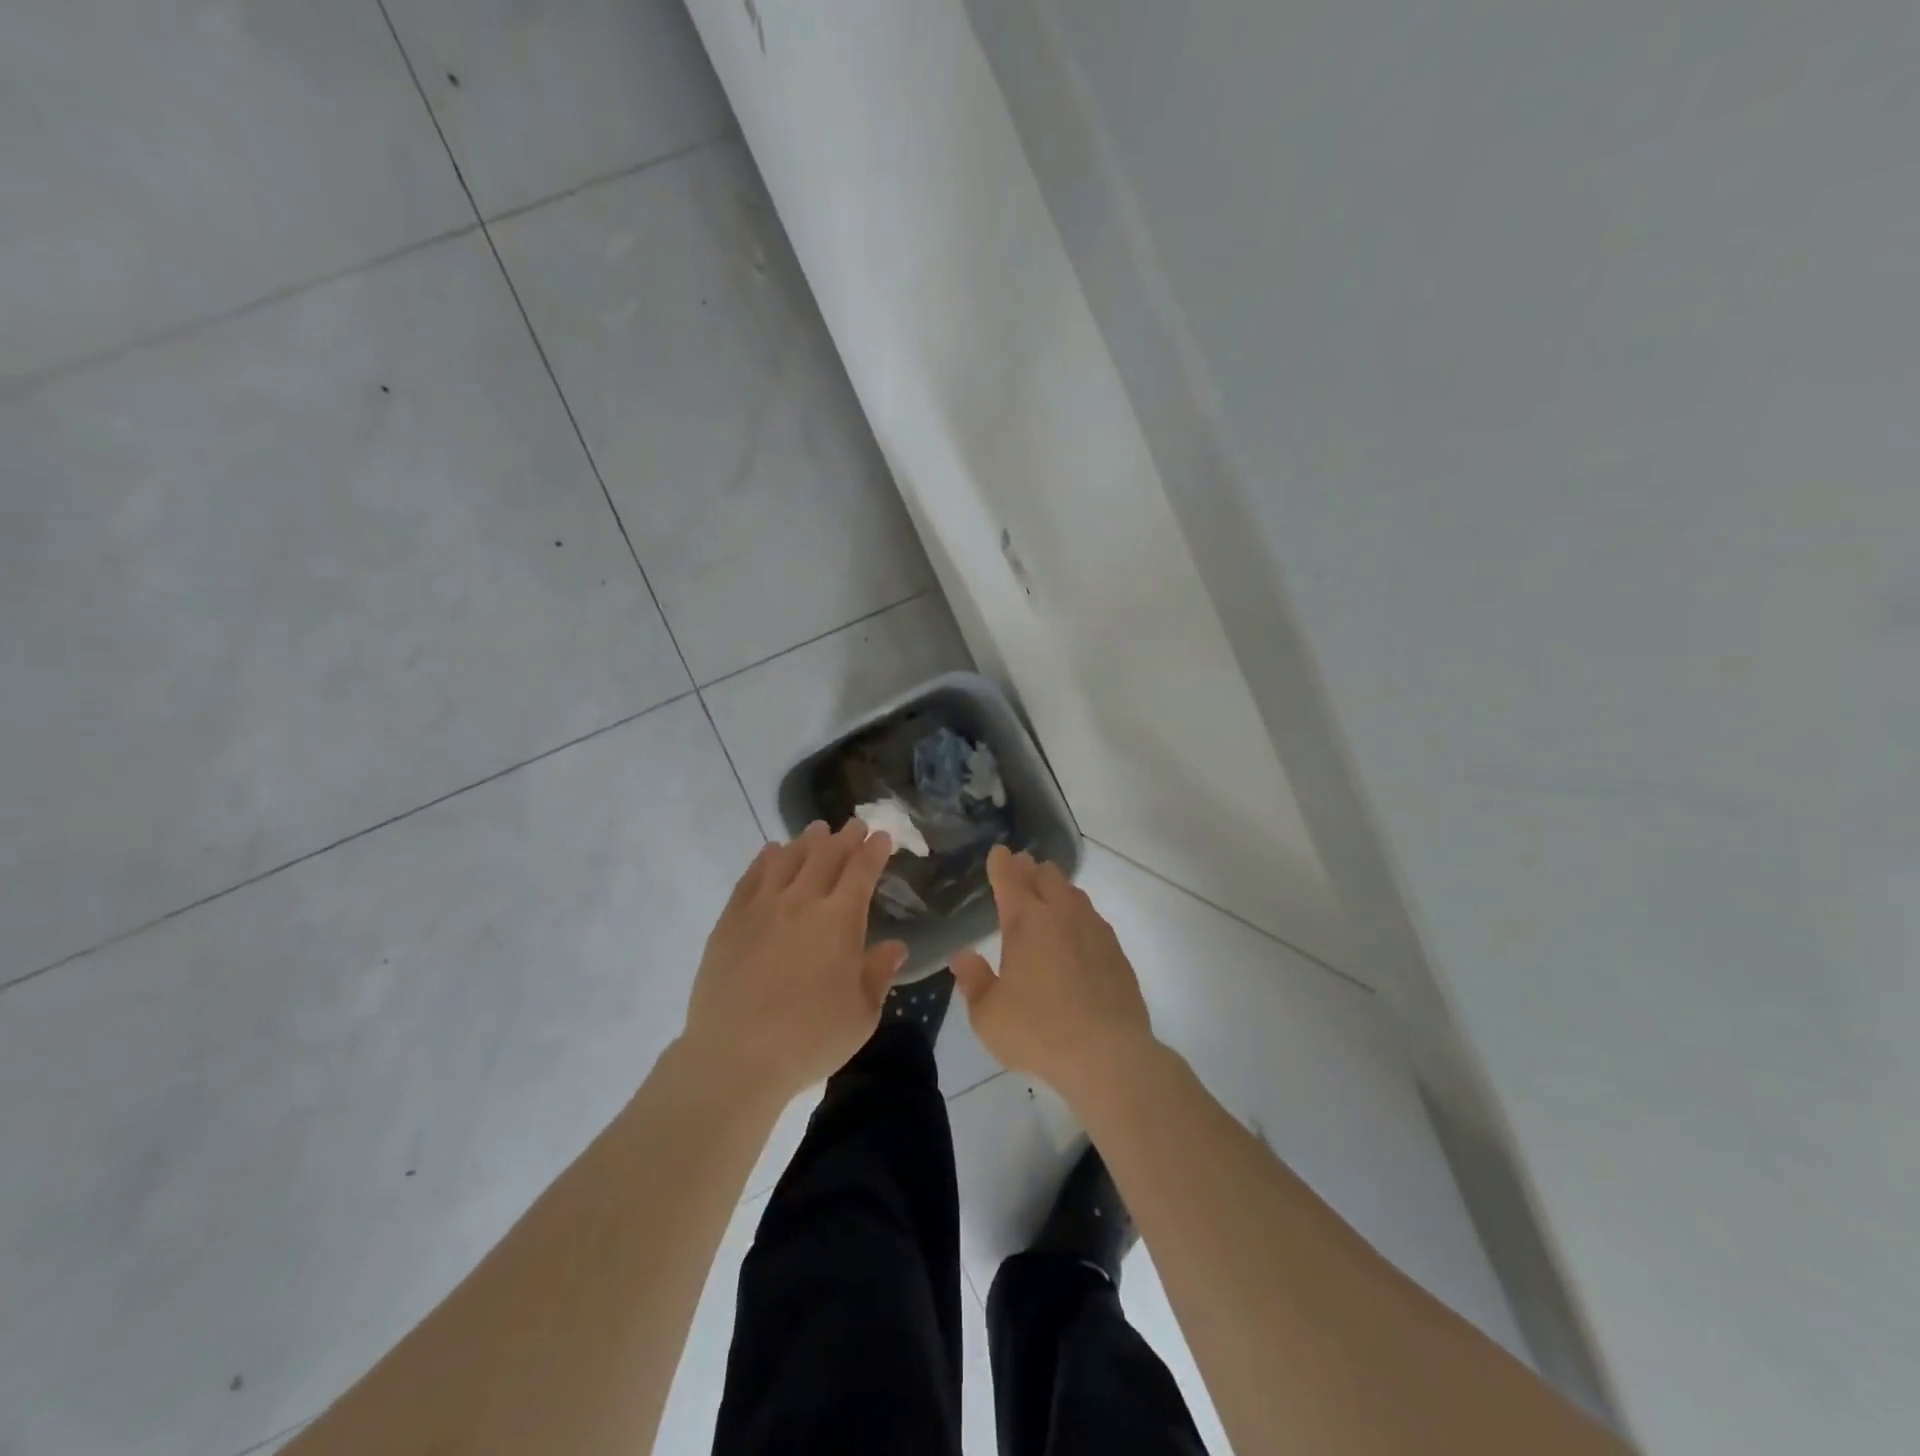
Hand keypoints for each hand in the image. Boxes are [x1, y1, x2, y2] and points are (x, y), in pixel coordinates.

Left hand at [683, 820, 907, 1104]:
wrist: (735, 1057)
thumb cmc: (810, 1038)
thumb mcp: (862, 1014)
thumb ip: (879, 973)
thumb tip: (896, 946)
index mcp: (840, 919)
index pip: (861, 870)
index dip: (874, 850)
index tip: (882, 837)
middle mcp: (802, 901)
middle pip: (826, 855)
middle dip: (844, 837)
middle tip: (854, 826)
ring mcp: (762, 907)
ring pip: (788, 858)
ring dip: (806, 841)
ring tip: (816, 832)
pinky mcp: (730, 920)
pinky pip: (751, 877)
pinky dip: (766, 859)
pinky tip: (771, 853)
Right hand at [952, 847, 1156, 1100]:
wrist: (1108, 1054)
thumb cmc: (1039, 1031)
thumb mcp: (988, 1015)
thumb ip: (973, 981)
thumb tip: (963, 957)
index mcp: (1026, 922)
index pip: (1010, 879)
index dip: (1001, 863)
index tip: (998, 853)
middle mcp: (1061, 915)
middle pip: (1046, 877)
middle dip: (1030, 869)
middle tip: (1021, 867)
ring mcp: (1093, 930)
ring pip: (1073, 893)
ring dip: (1057, 887)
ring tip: (1049, 892)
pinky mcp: (1115, 950)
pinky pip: (1093, 918)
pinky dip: (1078, 913)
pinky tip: (1077, 929)